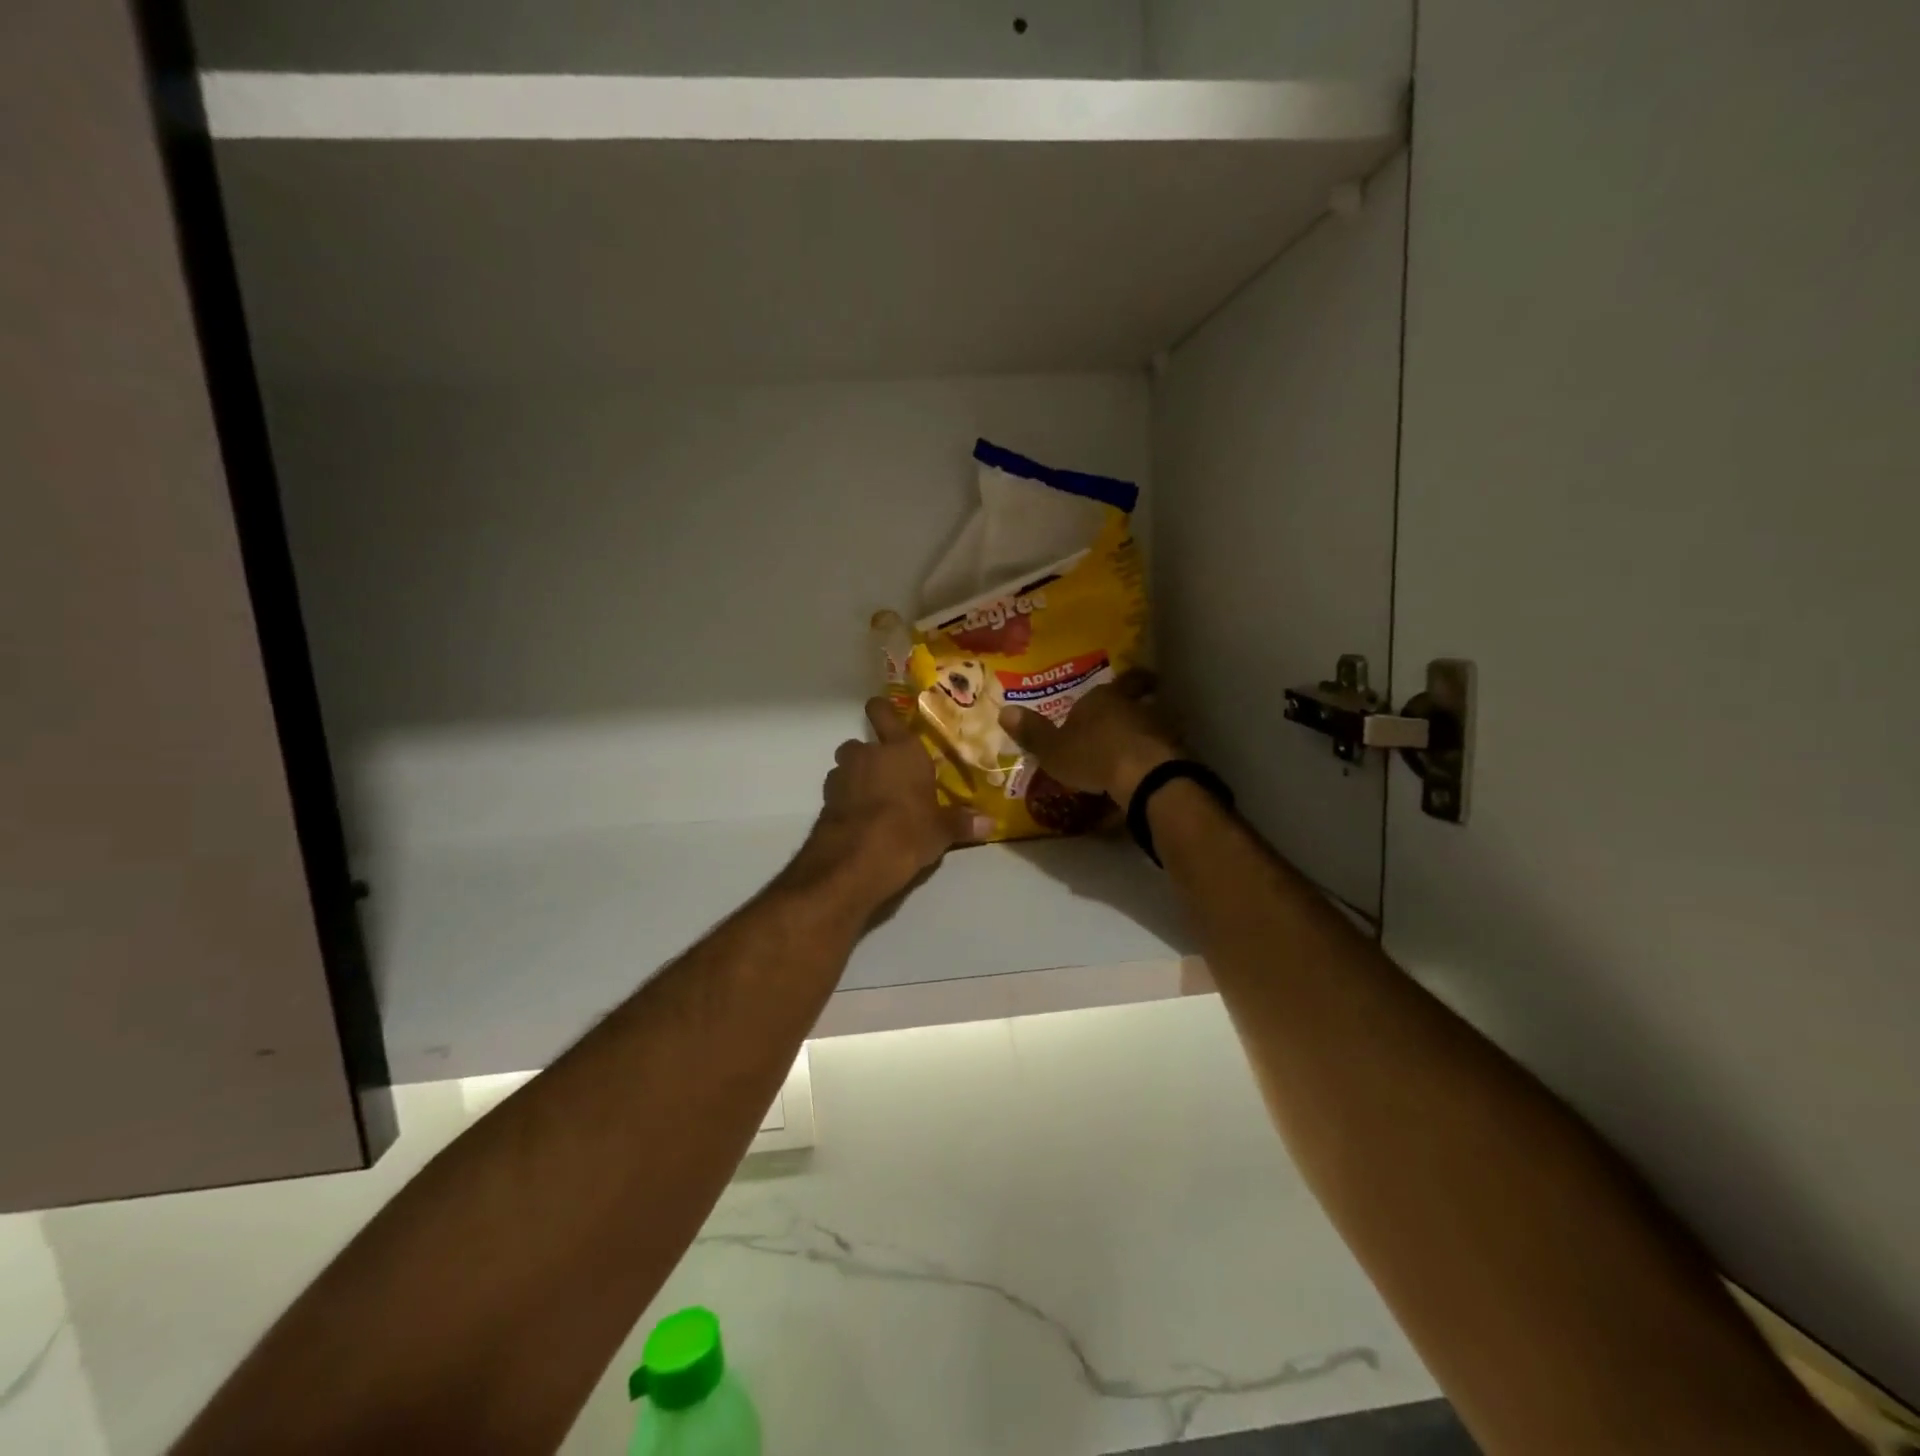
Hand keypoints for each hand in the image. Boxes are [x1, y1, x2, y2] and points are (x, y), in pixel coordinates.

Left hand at [801, 697, 992, 902]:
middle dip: (871, 755)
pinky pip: (838, 792)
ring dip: (856, 777)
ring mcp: (842, 776)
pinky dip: (846, 800)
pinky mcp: (825, 801)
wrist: (853, 861)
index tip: (884, 711)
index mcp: (902, 750)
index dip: (882, 709)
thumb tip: (989, 823)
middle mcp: (868, 754)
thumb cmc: (907, 832)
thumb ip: (961, 823)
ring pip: (847, 767)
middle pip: (862, 743)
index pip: (885, 713)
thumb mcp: (940, 832)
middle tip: (889, 774)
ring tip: (874, 799)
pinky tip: (860, 819)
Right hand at [999, 672, 1177, 804]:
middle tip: (1121, 720)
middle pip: (1133, 701)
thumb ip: (1032, 732)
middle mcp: (1132, 706)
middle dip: (1128, 710)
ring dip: (1141, 734)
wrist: (1146, 777)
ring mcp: (1158, 727)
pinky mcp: (1174, 752)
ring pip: (1150, 724)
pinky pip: (1160, 750)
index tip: (1119, 686)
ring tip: (1130, 751)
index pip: (1110, 684)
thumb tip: (1004, 711)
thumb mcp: (1053, 749)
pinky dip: (1152, 757)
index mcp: (1101, 699)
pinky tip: (1144, 773)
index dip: (1113, 686)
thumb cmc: (1093, 756)